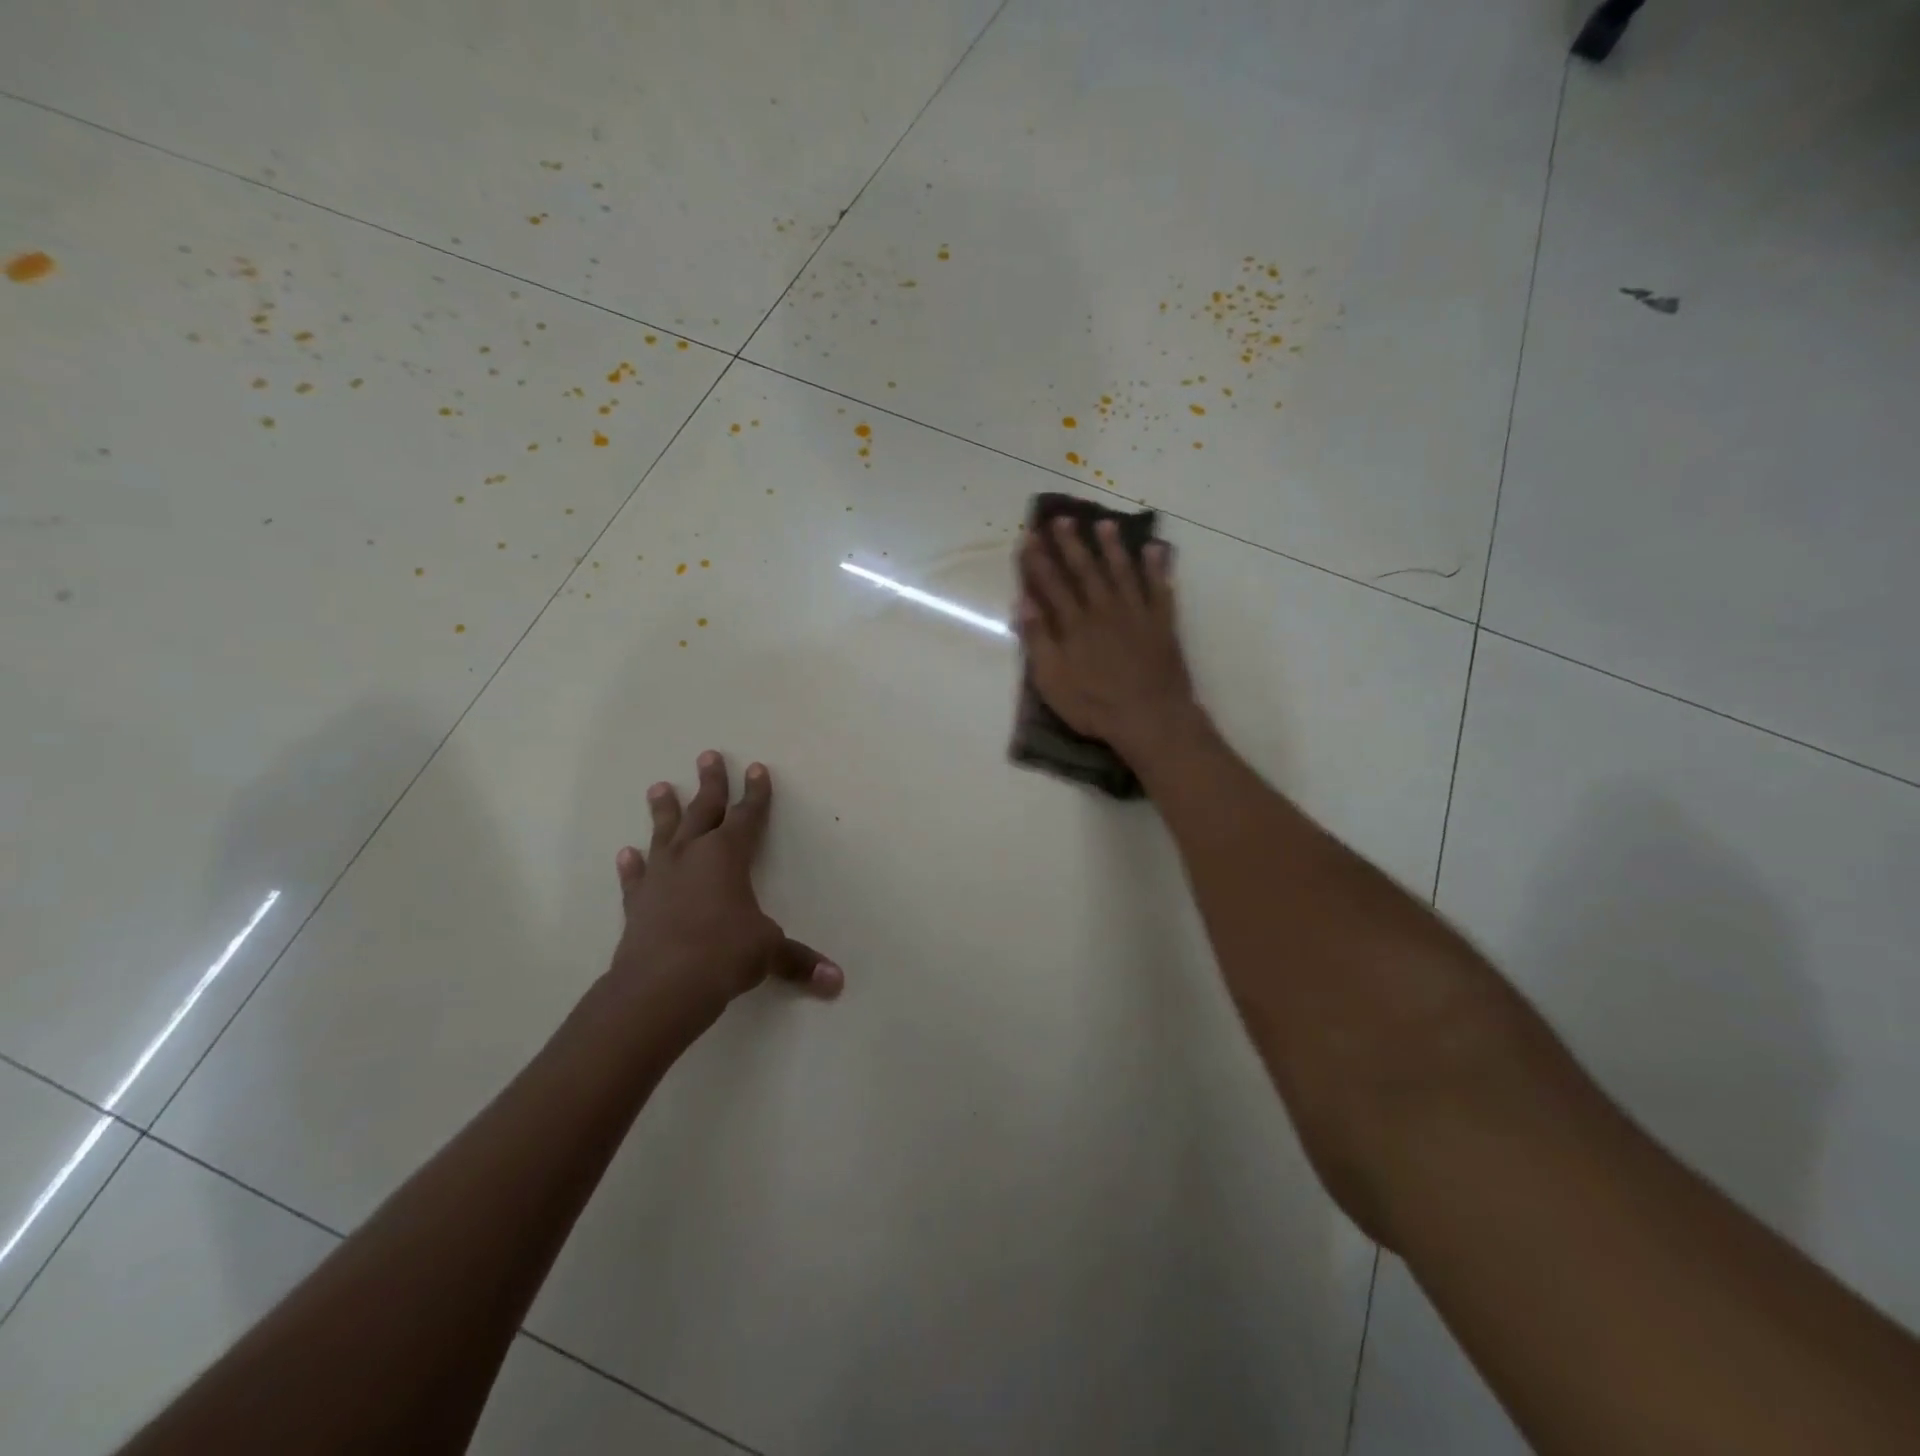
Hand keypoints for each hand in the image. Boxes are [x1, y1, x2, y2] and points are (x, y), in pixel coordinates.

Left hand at [608, 752, 842, 1014]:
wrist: (660, 985)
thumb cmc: (724, 954)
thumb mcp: (769, 952)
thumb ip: (799, 961)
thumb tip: (837, 981)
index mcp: (728, 856)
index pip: (747, 816)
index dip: (756, 793)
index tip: (757, 768)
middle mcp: (692, 856)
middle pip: (704, 809)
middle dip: (711, 783)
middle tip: (708, 755)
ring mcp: (660, 877)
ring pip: (664, 833)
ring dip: (664, 810)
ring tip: (659, 787)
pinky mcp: (638, 903)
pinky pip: (635, 877)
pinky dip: (632, 865)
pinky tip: (626, 853)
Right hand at [1017, 517, 1202, 764]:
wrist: (1150, 718)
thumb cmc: (1094, 705)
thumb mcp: (1052, 680)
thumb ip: (1038, 639)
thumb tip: (1023, 602)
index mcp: (1074, 624)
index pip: (1051, 584)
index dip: (1038, 561)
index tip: (1029, 537)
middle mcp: (1104, 610)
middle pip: (1085, 570)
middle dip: (1072, 544)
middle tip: (1062, 519)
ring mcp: (1136, 613)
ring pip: (1122, 571)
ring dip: (1113, 546)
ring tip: (1105, 524)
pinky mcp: (1162, 623)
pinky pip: (1160, 588)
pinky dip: (1157, 567)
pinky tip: (1154, 550)